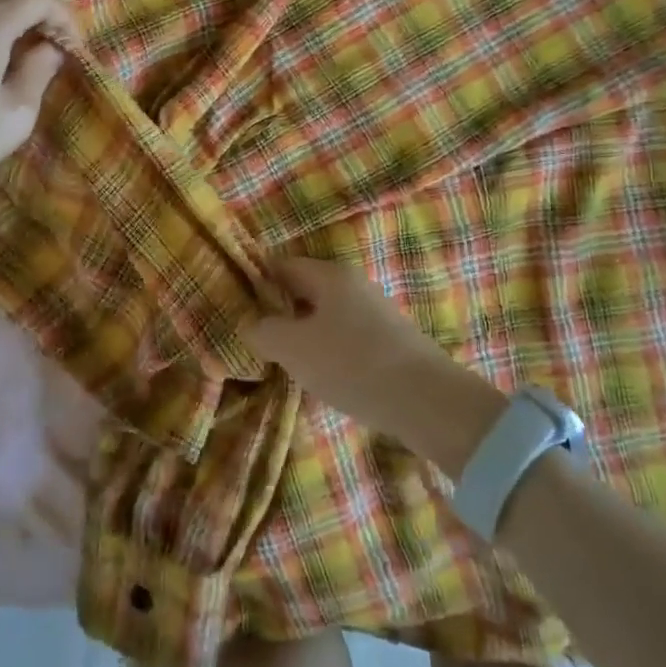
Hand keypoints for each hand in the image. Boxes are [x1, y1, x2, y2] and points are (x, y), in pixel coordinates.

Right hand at [248, 260, 500, 464]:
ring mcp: (375, 311)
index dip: (257, 283)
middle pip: (305, 289)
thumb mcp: (295, 348)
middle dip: (281, 312)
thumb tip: (250, 323)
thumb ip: (264, 331)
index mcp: (330, 275)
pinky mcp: (390, 340)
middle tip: (258, 341)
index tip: (238, 308)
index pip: (283, 265)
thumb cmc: (352, 363)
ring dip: (305, 335)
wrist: (426, 401)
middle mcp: (354, 284)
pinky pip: (346, 336)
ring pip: (326, 315)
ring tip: (287, 364)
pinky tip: (324, 377)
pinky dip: (329, 350)